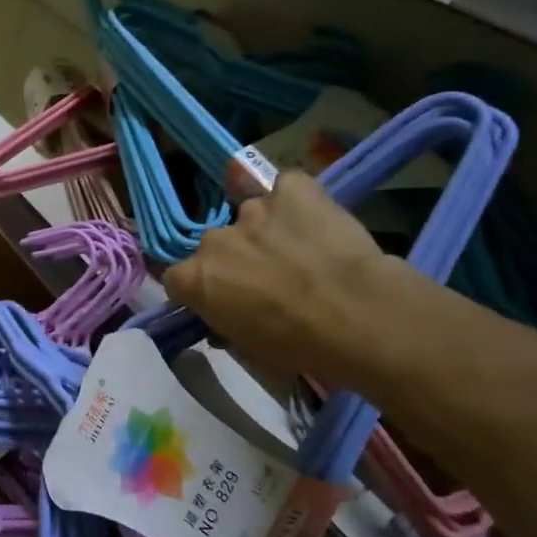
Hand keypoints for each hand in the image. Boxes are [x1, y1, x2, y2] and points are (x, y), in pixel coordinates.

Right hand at [162, 171, 409, 391]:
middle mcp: (214, 239)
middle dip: (234, 259)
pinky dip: (297, 201)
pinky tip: (316, 220)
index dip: (200, 289)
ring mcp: (252, 209)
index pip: (178, 278)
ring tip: (300, 250)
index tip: (221, 301)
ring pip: (251, 215)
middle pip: (215, 245)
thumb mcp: (248, 349)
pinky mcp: (292, 188)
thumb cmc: (298, 345)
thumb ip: (225, 326)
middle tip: (267, 279)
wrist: (358, 315)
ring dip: (266, 231)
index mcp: (194, 279)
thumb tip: (223, 323)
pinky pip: (287, 188)